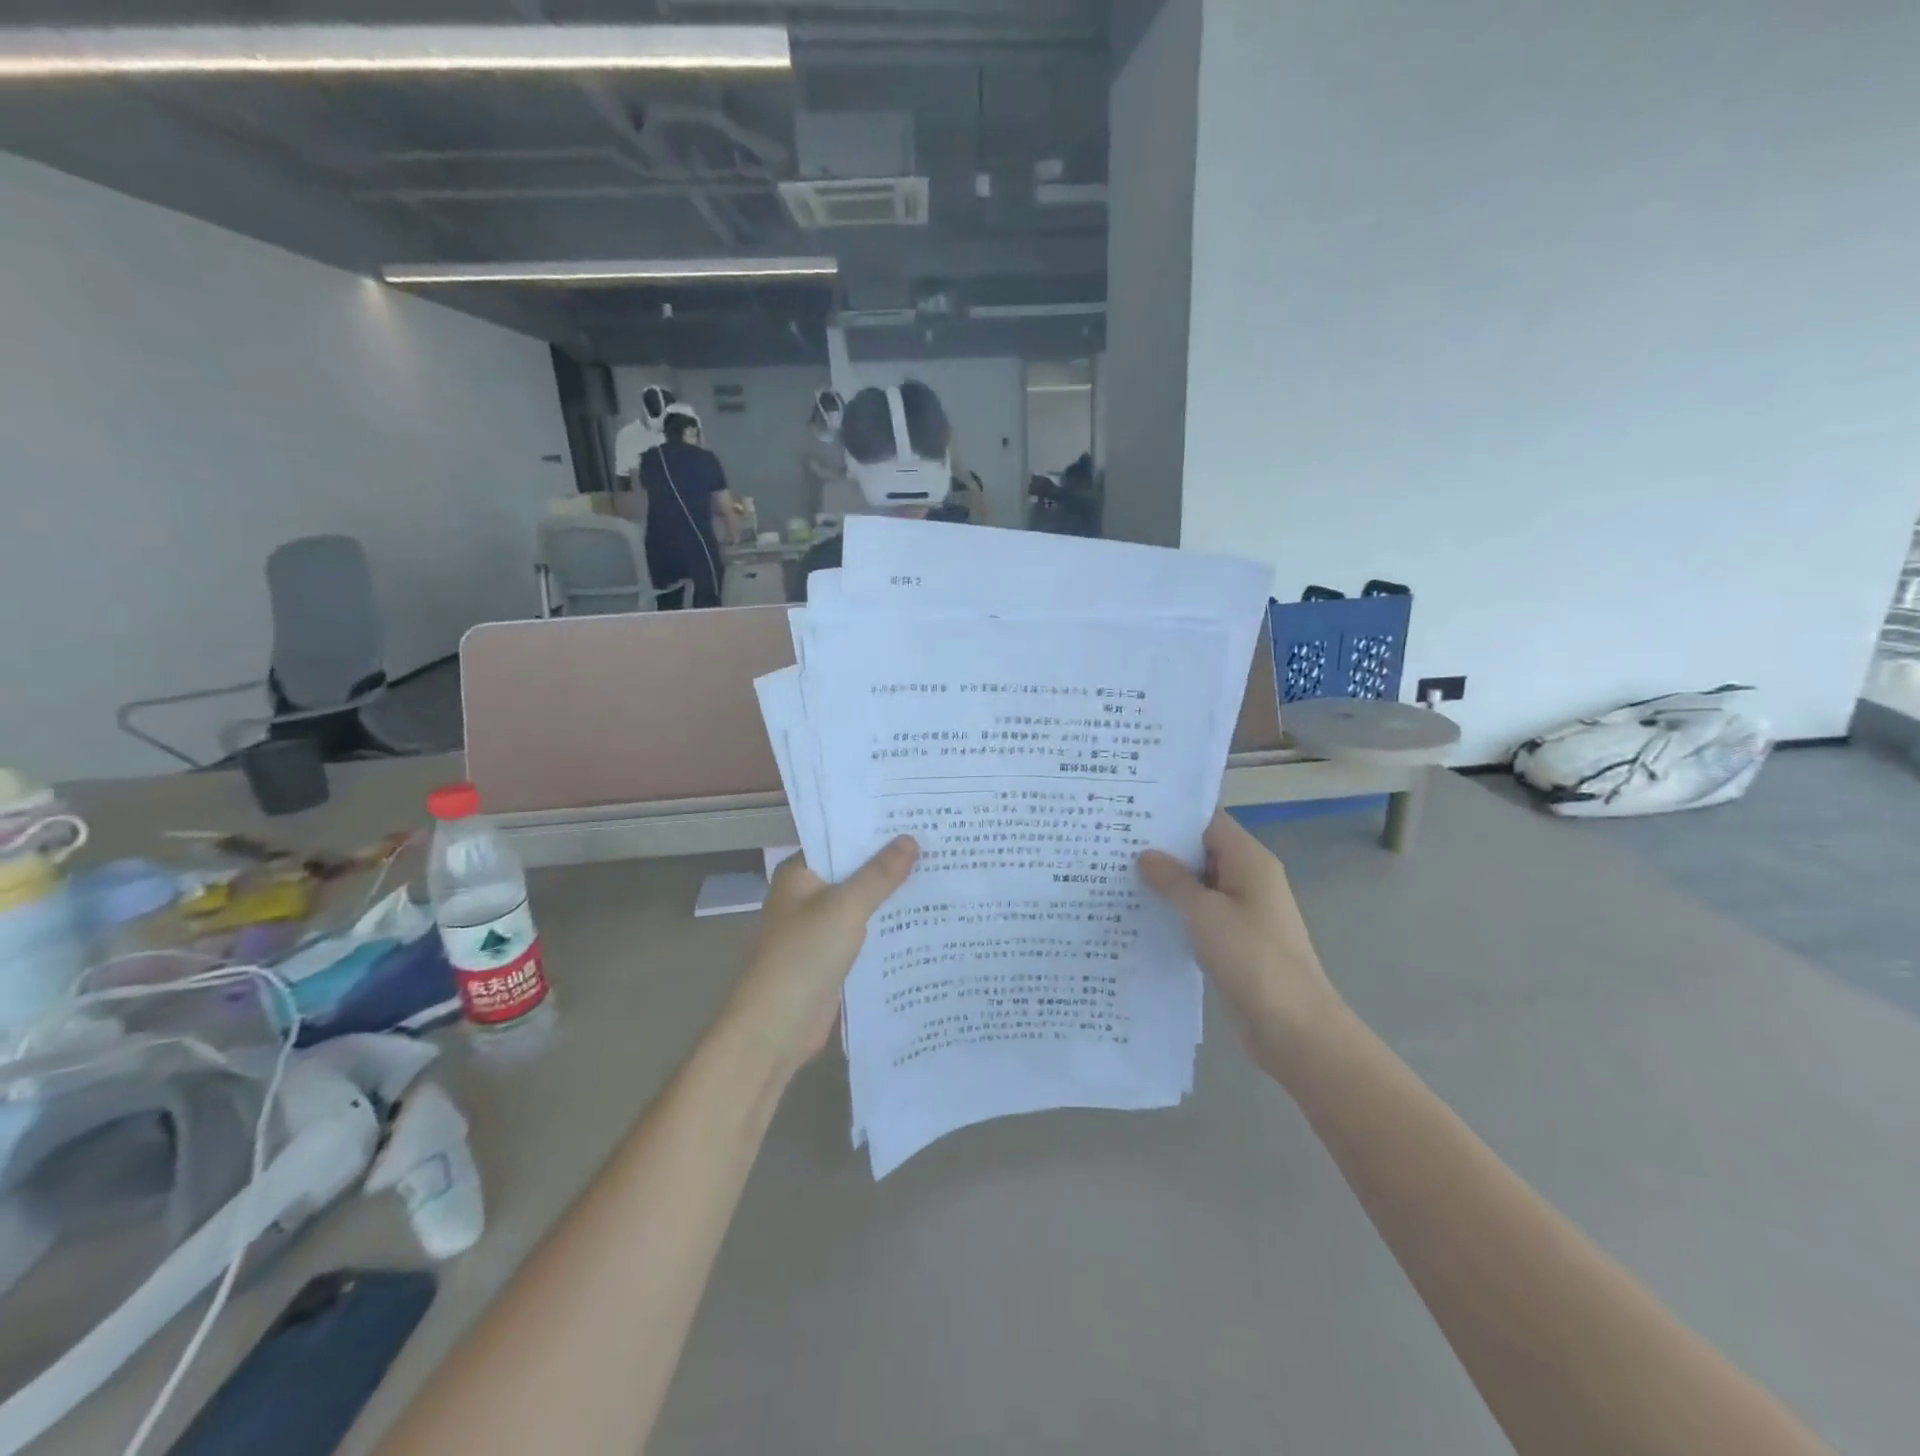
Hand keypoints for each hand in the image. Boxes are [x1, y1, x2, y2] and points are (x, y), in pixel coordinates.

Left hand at [723, 838, 918, 1079]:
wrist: (777, 1026)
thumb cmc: (804, 955)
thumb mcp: (846, 907)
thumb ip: (879, 874)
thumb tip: (910, 839)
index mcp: (800, 873)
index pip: (839, 838)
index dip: (873, 827)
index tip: (912, 815)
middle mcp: (807, 894)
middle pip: (853, 869)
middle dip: (889, 860)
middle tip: (936, 840)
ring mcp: (819, 926)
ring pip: (862, 901)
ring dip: (891, 893)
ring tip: (938, 871)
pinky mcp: (832, 955)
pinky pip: (865, 930)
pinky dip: (887, 923)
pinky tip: (923, 915)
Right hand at [1139, 811, 1346, 1080]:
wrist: (1293, 1027)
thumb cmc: (1251, 958)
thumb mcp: (1205, 913)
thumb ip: (1173, 880)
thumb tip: (1146, 855)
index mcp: (1250, 861)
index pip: (1208, 821)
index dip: (1172, 815)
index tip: (1132, 813)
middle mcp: (1249, 879)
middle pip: (1202, 851)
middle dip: (1162, 849)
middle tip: (1113, 844)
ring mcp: (1243, 912)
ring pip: (1199, 885)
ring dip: (1166, 884)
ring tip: (1116, 876)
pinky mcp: (1235, 942)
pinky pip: (1201, 915)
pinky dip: (1176, 912)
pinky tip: (1140, 916)